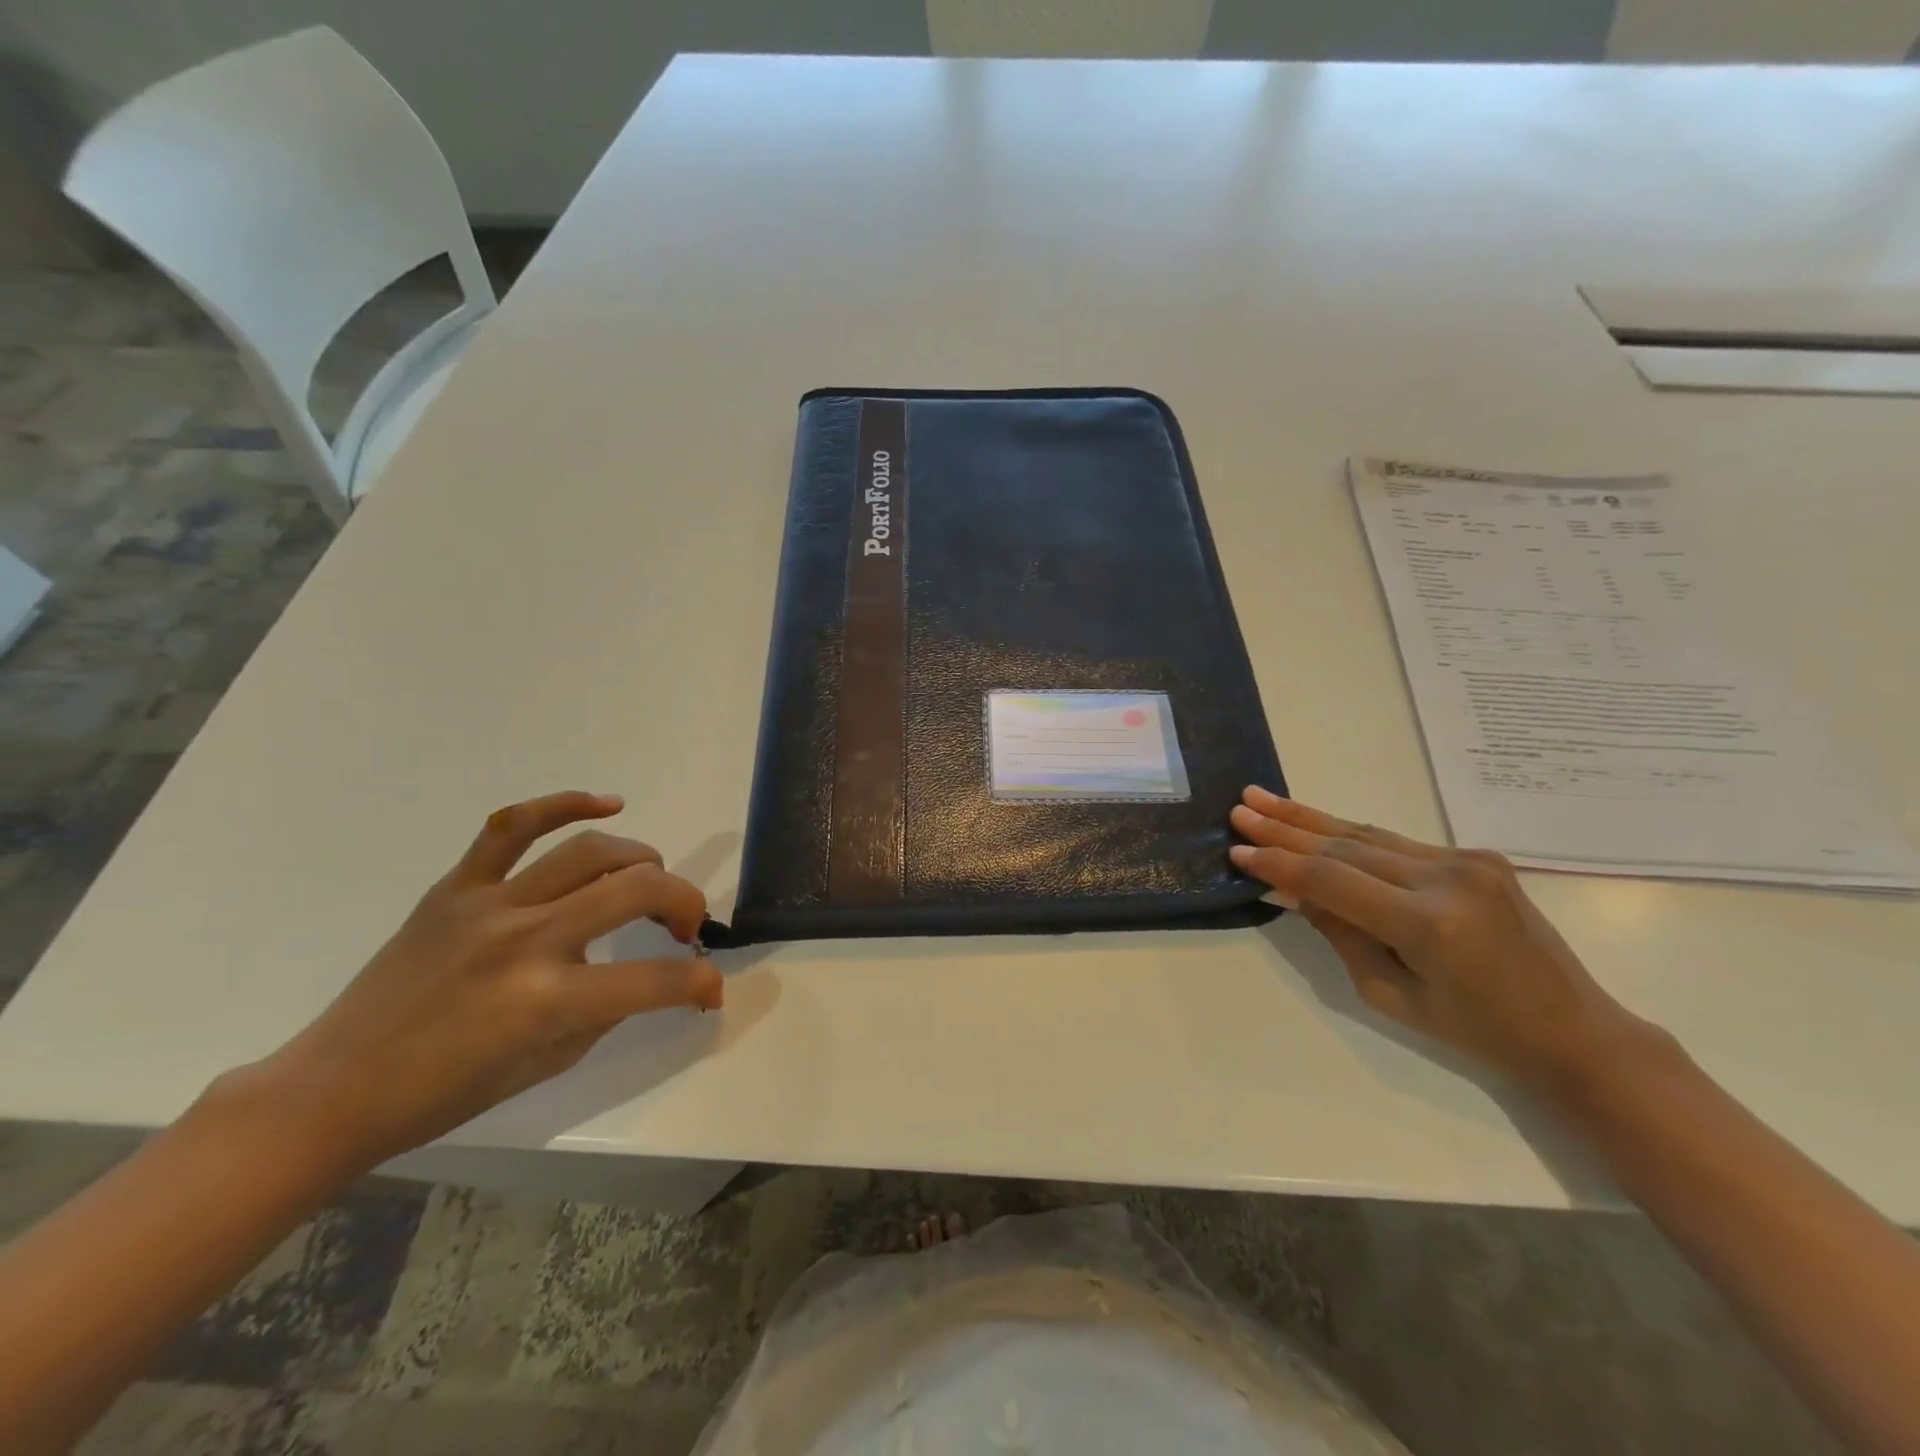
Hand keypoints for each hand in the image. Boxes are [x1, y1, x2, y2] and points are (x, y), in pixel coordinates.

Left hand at [233, 791, 722, 1173]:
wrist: (333, 1089)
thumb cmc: (443, 1094)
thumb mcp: (546, 1065)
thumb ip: (603, 1012)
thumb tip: (640, 976)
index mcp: (547, 1001)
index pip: (655, 980)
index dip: (700, 983)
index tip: (710, 989)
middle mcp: (526, 941)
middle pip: (637, 890)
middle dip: (684, 902)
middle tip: (684, 926)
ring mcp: (488, 905)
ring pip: (590, 851)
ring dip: (642, 859)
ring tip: (652, 875)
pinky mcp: (455, 887)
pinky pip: (512, 826)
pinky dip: (565, 804)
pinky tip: (608, 803)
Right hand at [1229, 786, 1661, 1096]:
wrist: (1574, 1031)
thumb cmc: (1476, 1031)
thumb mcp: (1389, 993)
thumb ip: (1338, 932)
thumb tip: (1289, 889)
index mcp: (1428, 923)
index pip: (1331, 880)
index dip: (1279, 863)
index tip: (1237, 851)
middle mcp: (1448, 878)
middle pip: (1345, 844)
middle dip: (1285, 827)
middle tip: (1241, 808)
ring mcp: (1467, 861)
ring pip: (1368, 834)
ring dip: (1311, 819)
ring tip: (1263, 799)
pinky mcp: (1476, 856)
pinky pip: (1396, 843)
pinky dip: (1349, 835)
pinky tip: (1315, 823)